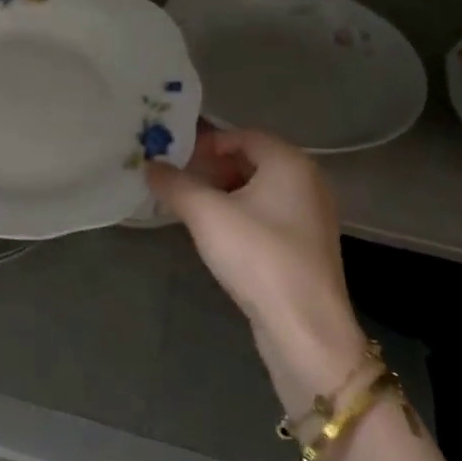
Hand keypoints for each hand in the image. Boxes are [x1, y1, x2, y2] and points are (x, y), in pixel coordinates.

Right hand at [147, 129, 368, 409]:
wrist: (303, 325)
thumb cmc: (257, 256)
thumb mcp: (206, 214)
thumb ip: (174, 184)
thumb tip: (150, 165)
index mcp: (290, 163)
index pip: (243, 135)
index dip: (206, 143)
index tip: (175, 160)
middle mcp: (308, 181)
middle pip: (252, 160)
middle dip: (212, 168)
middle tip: (178, 183)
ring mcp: (311, 215)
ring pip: (260, 189)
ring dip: (224, 193)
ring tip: (191, 208)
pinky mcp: (306, 245)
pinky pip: (268, 214)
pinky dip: (241, 214)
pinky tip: (218, 234)